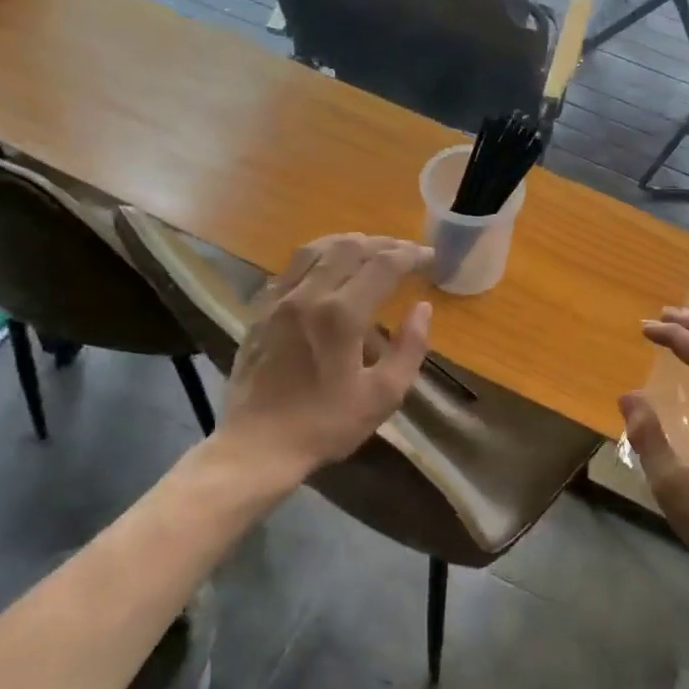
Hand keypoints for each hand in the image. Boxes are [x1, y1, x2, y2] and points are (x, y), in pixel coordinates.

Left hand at [219, 234, 432, 476]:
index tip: (430, 257)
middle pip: (349, 247)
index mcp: (341, 315)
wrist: (257, 445)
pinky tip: (328, 269)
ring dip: (349, 243)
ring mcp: (278, 300)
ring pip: (316, 249)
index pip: (383, 265)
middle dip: (384, 244)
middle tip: (406, 253)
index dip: (411, 255)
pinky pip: (291, 267)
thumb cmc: (325, 425)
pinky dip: (318, 257)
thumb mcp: (382, 396)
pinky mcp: (260, 310)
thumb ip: (409, 348)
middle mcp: (308, 295)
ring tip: (371, 250)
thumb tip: (422, 308)